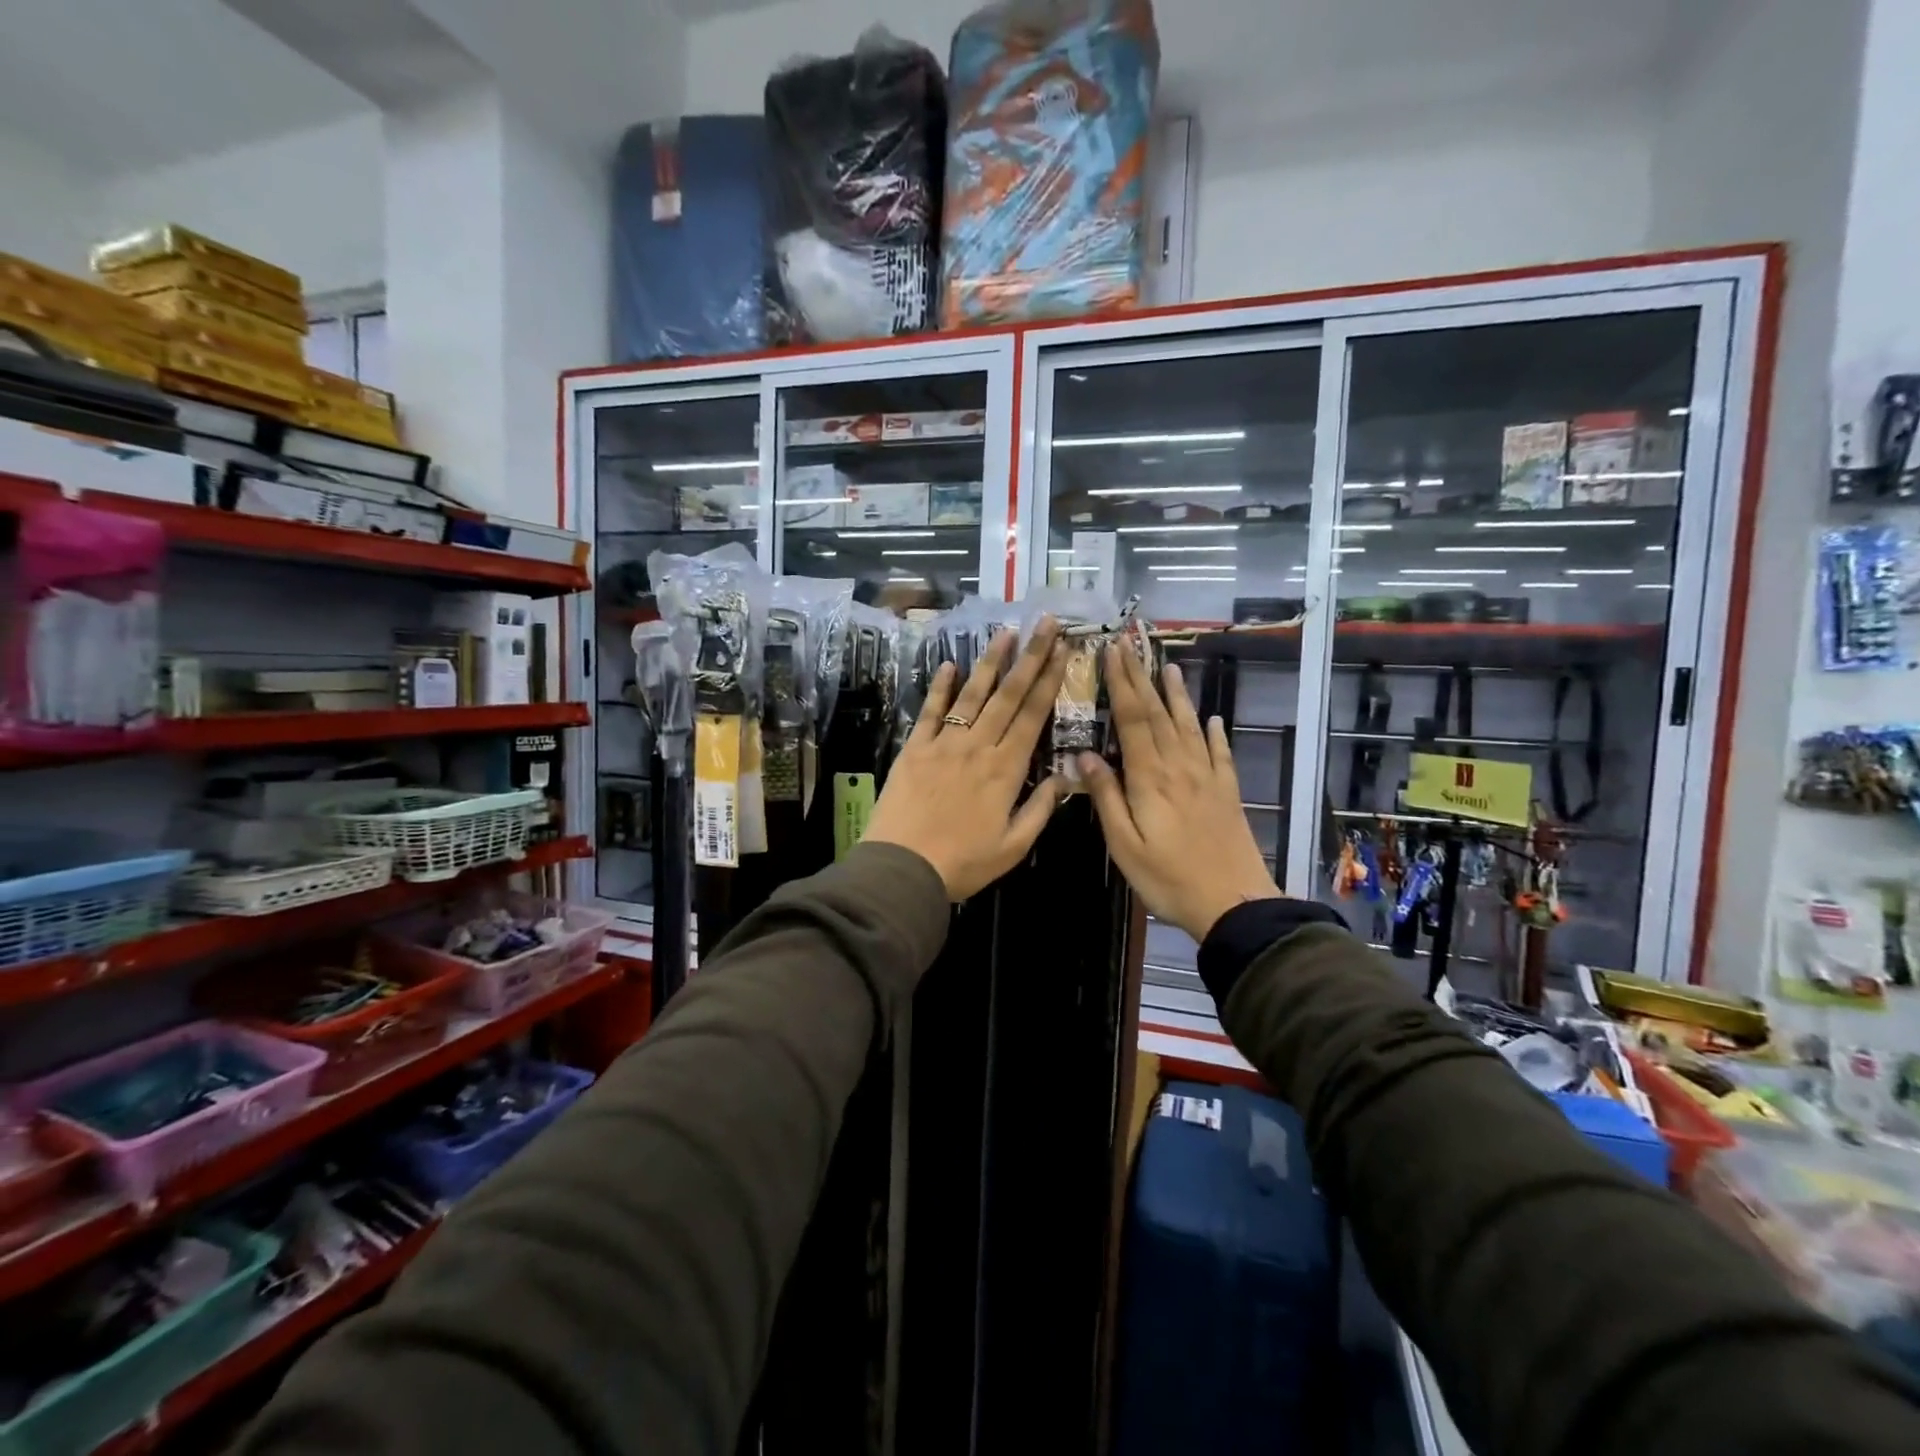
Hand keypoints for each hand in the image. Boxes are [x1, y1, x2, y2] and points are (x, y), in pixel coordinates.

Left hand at [866, 619, 1070, 900]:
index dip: (1049, 680)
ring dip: (990, 662)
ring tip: (1005, 632)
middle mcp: (978, 747)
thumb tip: (1063, 777)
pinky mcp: (915, 748)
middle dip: (1030, 657)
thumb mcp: (1013, 847)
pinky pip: (931, 711)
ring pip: (972, 695)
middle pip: (1009, 695)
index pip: (1034, 716)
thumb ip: (1040, 809)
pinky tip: (950, 664)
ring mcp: (944, 744)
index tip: (1062, 650)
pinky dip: (940, 687)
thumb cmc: (962, 863)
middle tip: (1044, 624)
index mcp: (1006, 770)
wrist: (902, 868)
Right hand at [1079, 642, 1281, 940]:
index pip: (1132, 719)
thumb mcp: (1124, 845)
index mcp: (1150, 777)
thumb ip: (1106, 797)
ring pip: (1189, 725)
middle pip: (1158, 714)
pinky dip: (1215, 732)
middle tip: (1131, 646)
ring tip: (1170, 667)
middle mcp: (1179, 767)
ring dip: (1177, 695)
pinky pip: (1219, 753)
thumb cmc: (1168, 878)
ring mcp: (1207, 777)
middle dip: (1142, 677)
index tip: (1111, 653)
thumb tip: (1084, 755)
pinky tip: (1213, 719)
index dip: (1121, 684)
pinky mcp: (1227, 792)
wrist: (1233, 903)